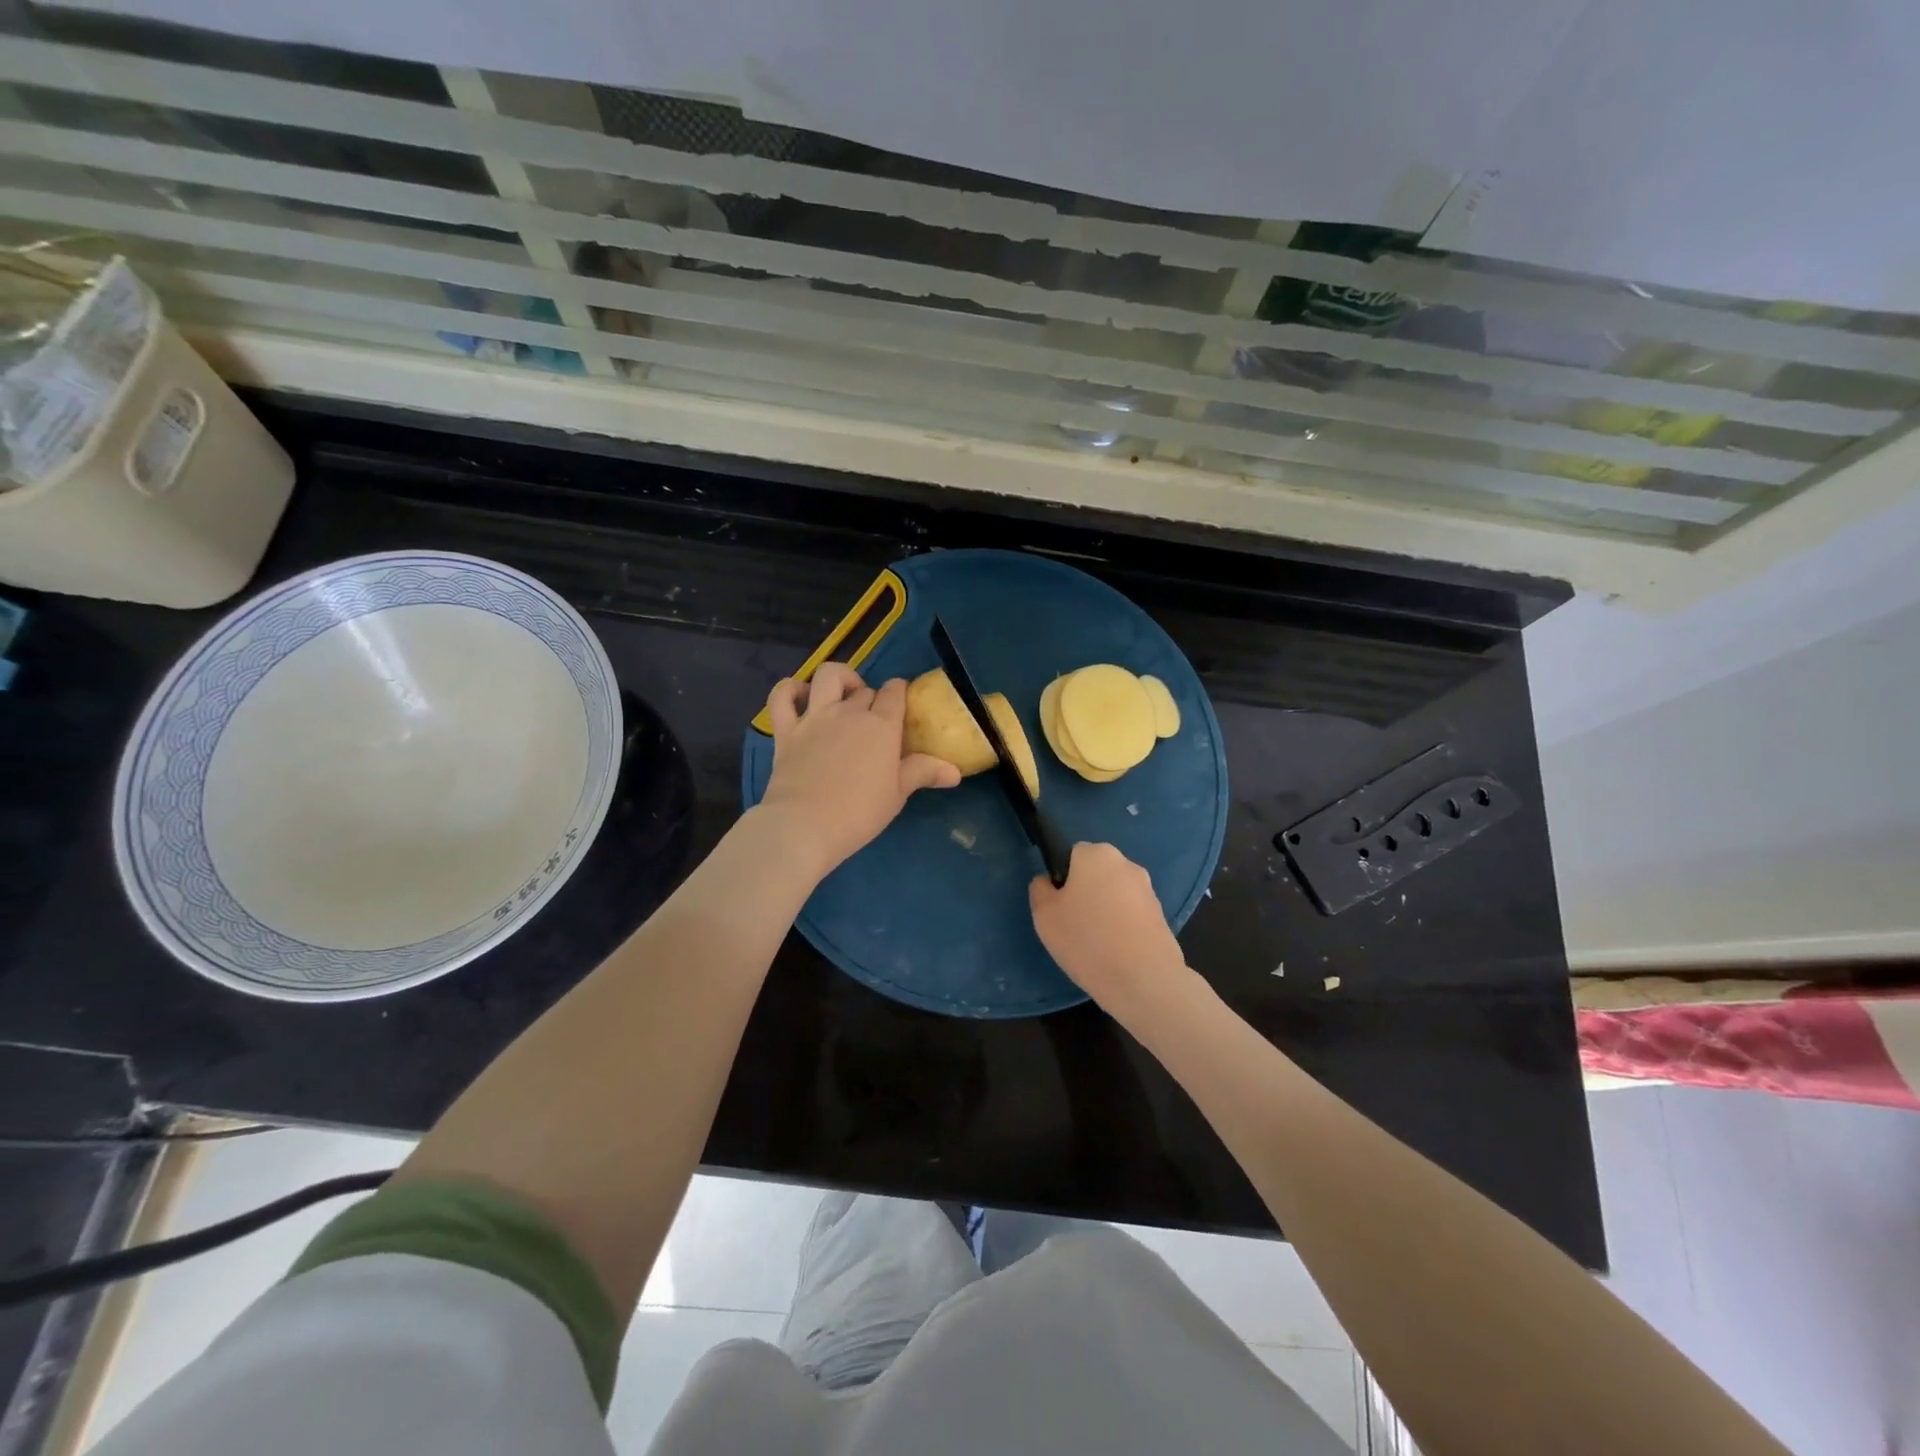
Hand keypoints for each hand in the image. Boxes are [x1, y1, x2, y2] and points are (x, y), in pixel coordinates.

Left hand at [758, 663, 960, 875]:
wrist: (804, 826)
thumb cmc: (859, 813)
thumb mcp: (897, 795)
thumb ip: (923, 773)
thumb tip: (955, 772)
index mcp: (882, 725)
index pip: (894, 692)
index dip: (899, 693)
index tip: (900, 704)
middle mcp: (850, 712)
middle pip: (865, 690)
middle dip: (872, 698)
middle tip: (873, 722)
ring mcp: (815, 717)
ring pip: (828, 676)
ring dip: (839, 678)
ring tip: (842, 694)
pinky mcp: (786, 730)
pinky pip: (782, 696)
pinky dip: (789, 689)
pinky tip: (799, 695)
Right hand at [1030, 843, 1190, 1009]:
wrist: (1144, 980)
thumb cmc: (1086, 940)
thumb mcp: (1044, 915)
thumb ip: (1041, 889)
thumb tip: (1049, 882)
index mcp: (1096, 854)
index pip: (1072, 854)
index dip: (1063, 879)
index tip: (1059, 907)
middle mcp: (1126, 863)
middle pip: (1096, 873)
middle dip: (1086, 892)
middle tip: (1074, 926)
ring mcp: (1148, 889)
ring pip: (1115, 894)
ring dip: (1105, 910)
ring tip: (1096, 945)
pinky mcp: (1161, 915)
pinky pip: (1132, 914)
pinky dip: (1123, 927)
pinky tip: (1117, 953)